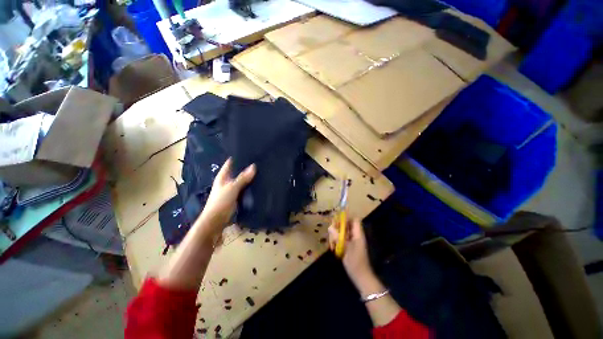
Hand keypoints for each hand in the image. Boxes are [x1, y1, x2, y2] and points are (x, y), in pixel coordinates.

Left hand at [197, 158, 255, 233]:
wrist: (215, 222)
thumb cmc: (221, 202)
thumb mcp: (232, 188)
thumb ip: (243, 178)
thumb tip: (254, 166)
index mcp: (222, 177)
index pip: (230, 163)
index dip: (237, 158)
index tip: (248, 153)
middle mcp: (226, 182)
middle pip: (236, 172)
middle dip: (246, 168)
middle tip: (258, 162)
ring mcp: (230, 190)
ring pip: (241, 181)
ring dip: (248, 178)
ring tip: (260, 172)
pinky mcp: (235, 198)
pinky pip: (243, 190)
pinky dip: (249, 187)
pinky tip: (257, 185)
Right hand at [329, 218, 373, 287]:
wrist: (361, 278)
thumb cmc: (355, 262)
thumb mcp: (345, 248)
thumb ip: (338, 237)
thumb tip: (330, 227)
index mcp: (358, 234)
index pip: (354, 220)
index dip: (346, 218)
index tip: (337, 221)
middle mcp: (355, 236)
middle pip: (346, 225)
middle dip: (338, 228)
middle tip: (331, 233)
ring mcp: (352, 241)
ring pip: (342, 233)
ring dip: (336, 236)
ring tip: (331, 244)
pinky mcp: (349, 247)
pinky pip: (342, 240)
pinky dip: (337, 242)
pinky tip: (333, 248)